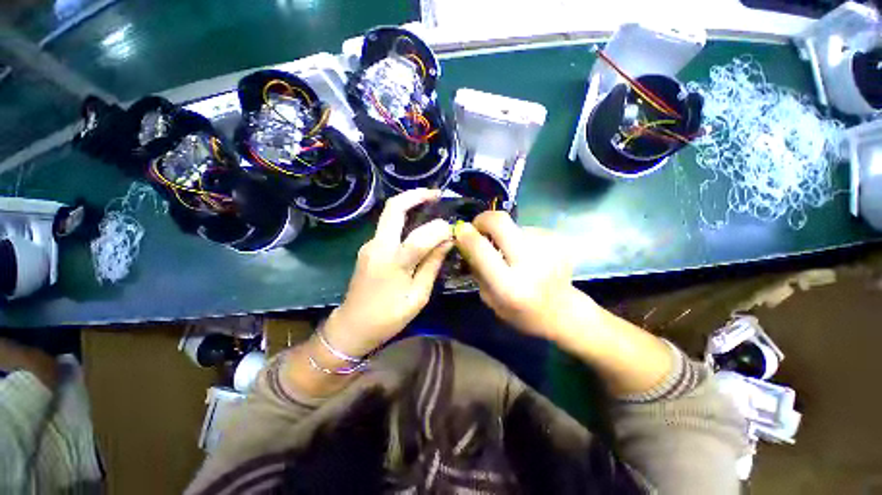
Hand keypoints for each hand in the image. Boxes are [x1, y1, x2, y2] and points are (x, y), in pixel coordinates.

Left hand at [324, 189, 452, 357]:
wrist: (351, 327)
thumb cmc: (388, 317)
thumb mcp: (418, 296)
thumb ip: (432, 266)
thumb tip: (447, 243)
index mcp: (393, 263)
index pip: (421, 237)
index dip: (440, 229)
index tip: (453, 230)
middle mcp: (378, 246)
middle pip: (393, 208)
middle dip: (416, 195)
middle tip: (437, 194)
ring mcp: (369, 244)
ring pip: (389, 215)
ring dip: (409, 205)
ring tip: (431, 207)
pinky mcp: (367, 248)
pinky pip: (388, 228)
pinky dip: (404, 221)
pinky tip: (417, 228)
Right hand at [454, 211, 589, 339]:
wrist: (562, 312)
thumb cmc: (520, 312)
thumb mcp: (489, 298)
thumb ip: (477, 269)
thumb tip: (465, 238)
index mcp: (509, 285)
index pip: (480, 248)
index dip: (466, 235)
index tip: (460, 231)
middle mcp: (530, 263)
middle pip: (499, 221)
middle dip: (483, 219)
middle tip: (479, 228)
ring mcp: (548, 247)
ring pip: (513, 225)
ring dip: (505, 235)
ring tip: (511, 253)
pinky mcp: (557, 239)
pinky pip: (527, 230)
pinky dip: (521, 238)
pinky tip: (528, 255)